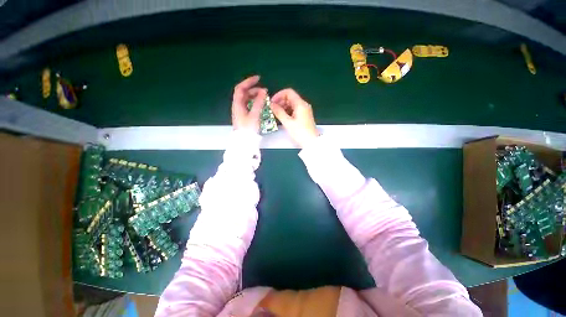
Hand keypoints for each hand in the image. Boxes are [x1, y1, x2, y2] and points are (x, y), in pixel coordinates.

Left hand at [232, 75, 267, 131]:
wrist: (244, 142)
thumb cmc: (248, 128)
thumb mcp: (254, 115)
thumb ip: (259, 102)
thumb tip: (263, 91)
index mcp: (238, 104)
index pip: (241, 88)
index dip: (248, 82)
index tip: (258, 79)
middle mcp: (237, 106)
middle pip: (244, 93)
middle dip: (253, 89)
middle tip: (264, 91)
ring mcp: (240, 111)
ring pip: (247, 99)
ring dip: (255, 96)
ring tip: (264, 97)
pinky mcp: (244, 116)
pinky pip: (249, 105)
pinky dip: (254, 102)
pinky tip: (260, 104)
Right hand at [270, 89, 318, 147]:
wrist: (311, 142)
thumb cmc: (300, 133)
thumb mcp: (287, 122)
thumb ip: (279, 112)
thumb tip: (272, 104)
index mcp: (300, 104)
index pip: (288, 92)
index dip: (279, 95)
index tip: (272, 102)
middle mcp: (303, 105)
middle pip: (290, 98)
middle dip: (280, 102)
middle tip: (273, 109)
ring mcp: (304, 110)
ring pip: (292, 104)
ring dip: (283, 107)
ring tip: (276, 114)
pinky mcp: (304, 116)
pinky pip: (294, 110)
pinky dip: (287, 111)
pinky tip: (283, 117)